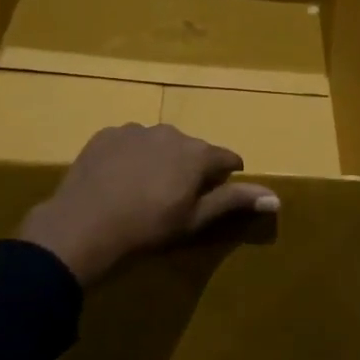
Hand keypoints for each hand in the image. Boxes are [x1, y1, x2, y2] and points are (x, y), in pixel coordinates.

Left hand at [18, 124, 279, 285]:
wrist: (83, 228)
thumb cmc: (147, 229)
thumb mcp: (195, 220)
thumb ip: (233, 201)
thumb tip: (276, 197)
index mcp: (196, 153)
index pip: (225, 158)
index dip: (226, 175)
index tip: (218, 193)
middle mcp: (170, 133)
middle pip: (192, 149)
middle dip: (191, 168)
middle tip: (177, 198)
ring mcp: (134, 130)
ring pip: (159, 143)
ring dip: (160, 160)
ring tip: (145, 190)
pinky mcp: (106, 135)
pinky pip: (129, 142)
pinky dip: (131, 156)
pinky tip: (119, 181)